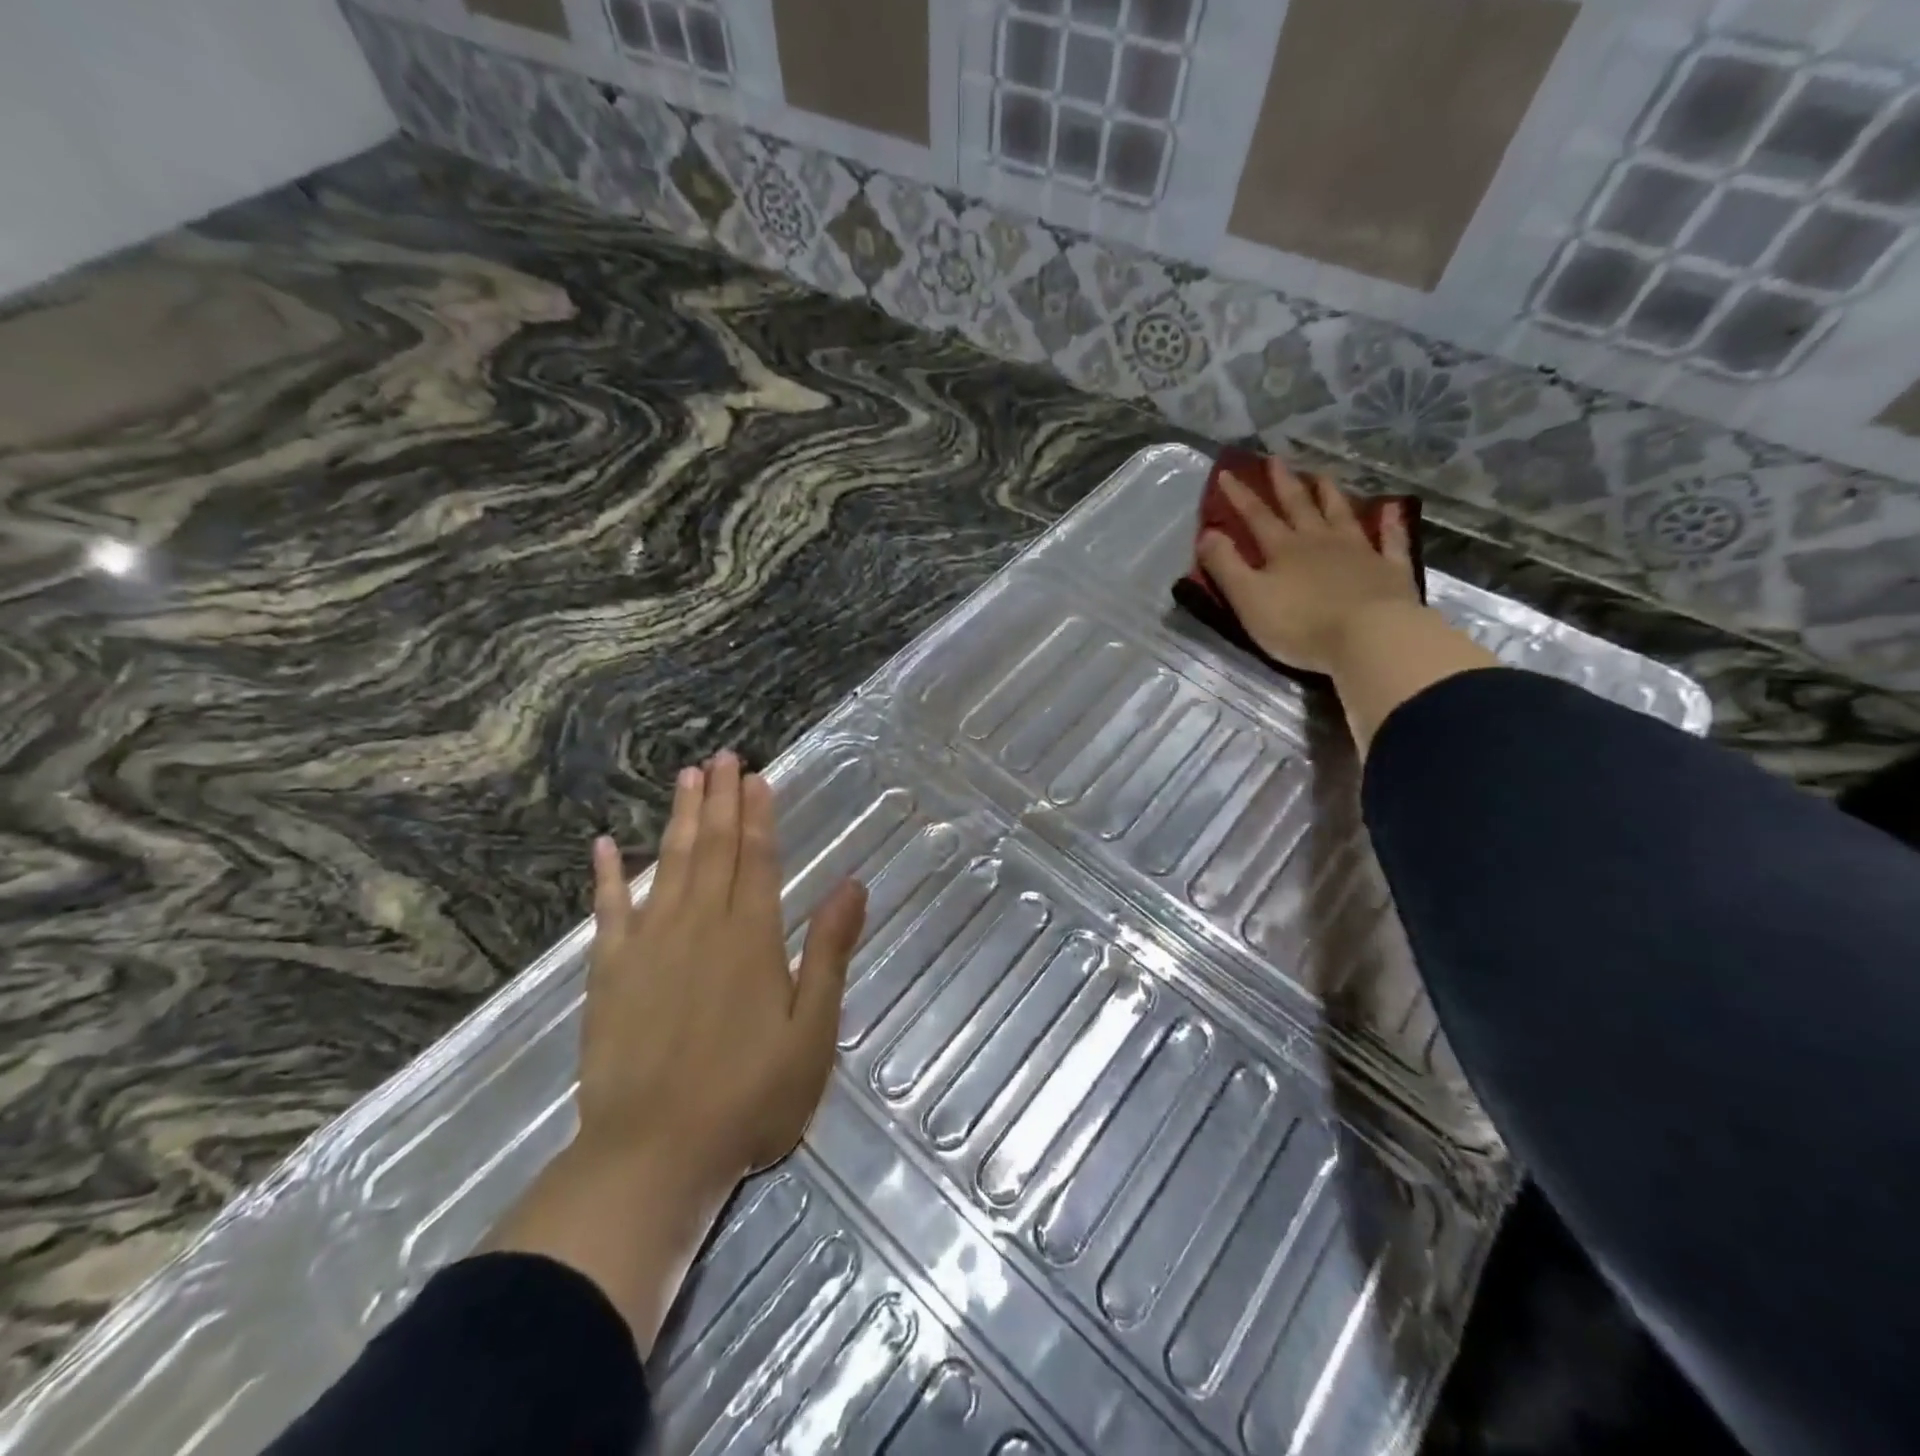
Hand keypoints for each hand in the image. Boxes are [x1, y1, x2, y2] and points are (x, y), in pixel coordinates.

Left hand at [487, 750, 866, 1353]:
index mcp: (751, 937)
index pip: (755, 858)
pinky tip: (605, 846)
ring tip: (686, 778)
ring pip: (668, 865)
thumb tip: (852, 884)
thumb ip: (828, 951)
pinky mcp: (609, 973)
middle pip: (712, 848)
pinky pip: (608, 912)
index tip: (756, 776)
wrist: (654, 1154)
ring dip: (678, 819)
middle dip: (719, 799)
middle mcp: (700, 926)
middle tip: (722, 757)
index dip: (757, 815)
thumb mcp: (812, 1029)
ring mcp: (649, 946)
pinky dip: (607, 877)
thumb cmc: (749, 1096)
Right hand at [1197, 458, 1422, 676]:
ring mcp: (1359, 551)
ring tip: (1321, 475)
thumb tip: (1207, 533)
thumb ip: (1226, 566)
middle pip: (1299, 506)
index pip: (1256, 516)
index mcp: (1283, 549)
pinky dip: (1390, 523)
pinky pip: (1391, 540)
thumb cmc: (1300, 623)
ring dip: (1329, 494)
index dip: (1240, 496)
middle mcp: (1320, 541)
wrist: (1369, 637)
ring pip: (1341, 514)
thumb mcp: (1248, 598)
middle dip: (1284, 483)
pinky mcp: (1389, 569)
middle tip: (1275, 459)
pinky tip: (1391, 509)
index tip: (1226, 473)